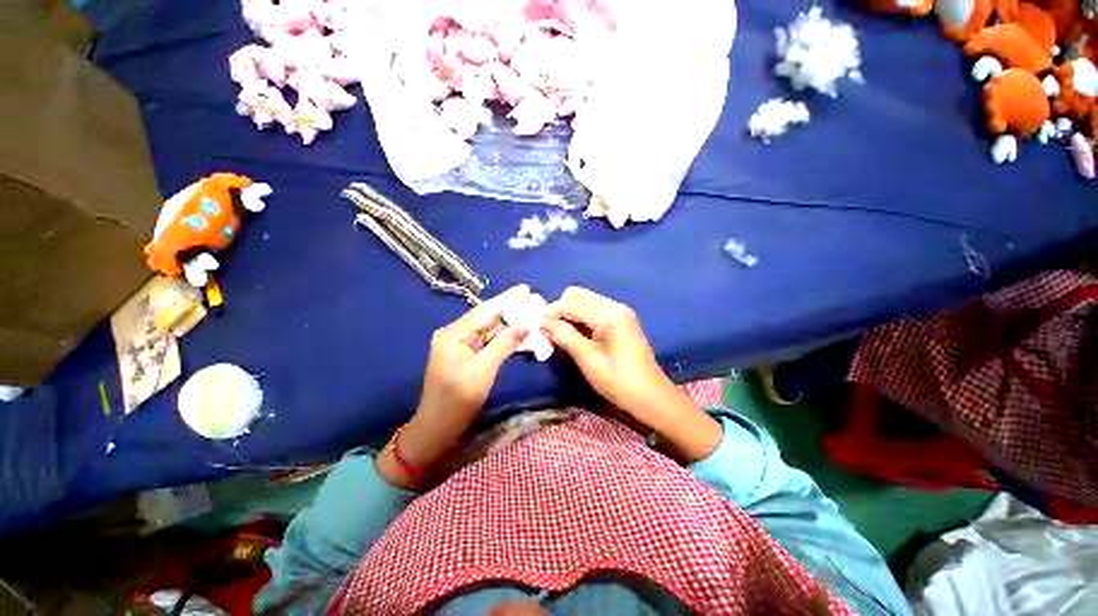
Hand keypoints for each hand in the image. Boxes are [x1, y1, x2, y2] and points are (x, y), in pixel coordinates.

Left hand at [377, 285, 529, 488]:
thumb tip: (525, 325)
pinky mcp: (465, 355)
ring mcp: (459, 345)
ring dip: (508, 322)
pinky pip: (487, 341)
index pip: (483, 311)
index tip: (525, 288)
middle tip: (532, 299)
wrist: (437, 428)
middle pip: (486, 318)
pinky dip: (502, 336)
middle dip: (509, 309)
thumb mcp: (483, 371)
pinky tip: (517, 329)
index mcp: (452, 334)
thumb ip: (503, 345)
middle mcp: (454, 334)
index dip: (506, 299)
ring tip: (529, 310)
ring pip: (488, 329)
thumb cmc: (457, 400)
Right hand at [541, 287, 721, 461]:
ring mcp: (619, 313)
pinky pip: (593, 311)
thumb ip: (564, 336)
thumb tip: (541, 322)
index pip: (572, 303)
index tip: (535, 326)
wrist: (651, 397)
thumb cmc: (619, 381)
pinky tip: (573, 335)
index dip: (551, 313)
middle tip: (549, 330)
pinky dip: (580, 319)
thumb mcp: (588, 359)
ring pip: (585, 302)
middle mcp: (615, 306)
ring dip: (569, 314)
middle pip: (578, 295)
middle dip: (560, 309)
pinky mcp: (620, 321)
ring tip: (558, 334)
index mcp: (609, 314)